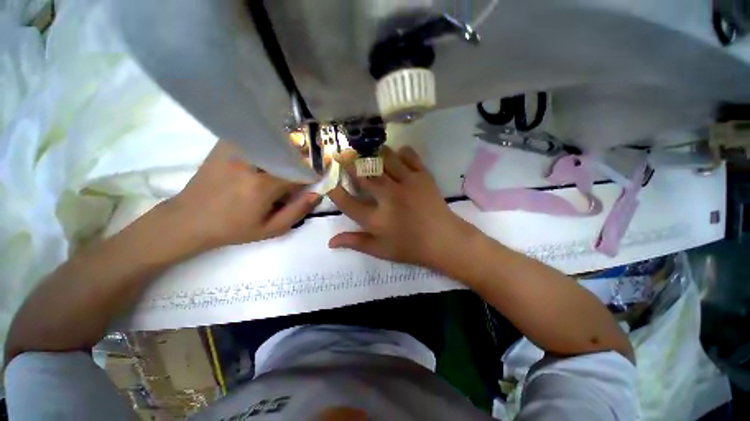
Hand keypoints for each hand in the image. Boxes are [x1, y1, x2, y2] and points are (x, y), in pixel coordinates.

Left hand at [166, 140, 320, 251]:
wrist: (189, 219)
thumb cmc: (233, 229)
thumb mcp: (270, 229)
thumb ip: (297, 211)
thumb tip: (316, 194)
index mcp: (263, 185)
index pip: (299, 173)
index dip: (312, 175)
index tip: (316, 179)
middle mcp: (251, 163)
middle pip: (288, 154)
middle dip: (301, 162)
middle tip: (301, 173)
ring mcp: (236, 151)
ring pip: (274, 144)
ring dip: (285, 153)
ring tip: (285, 166)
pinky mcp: (225, 146)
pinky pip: (256, 139)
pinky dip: (268, 145)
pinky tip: (267, 156)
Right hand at [328, 146, 473, 267]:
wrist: (444, 240)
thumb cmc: (411, 248)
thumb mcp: (380, 250)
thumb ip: (355, 243)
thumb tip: (330, 242)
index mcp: (376, 219)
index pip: (347, 203)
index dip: (334, 191)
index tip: (329, 182)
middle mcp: (388, 197)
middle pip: (363, 175)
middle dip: (349, 163)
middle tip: (342, 155)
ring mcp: (407, 184)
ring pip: (385, 160)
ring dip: (373, 153)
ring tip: (366, 150)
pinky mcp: (423, 176)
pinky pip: (409, 156)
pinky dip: (401, 152)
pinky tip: (396, 154)